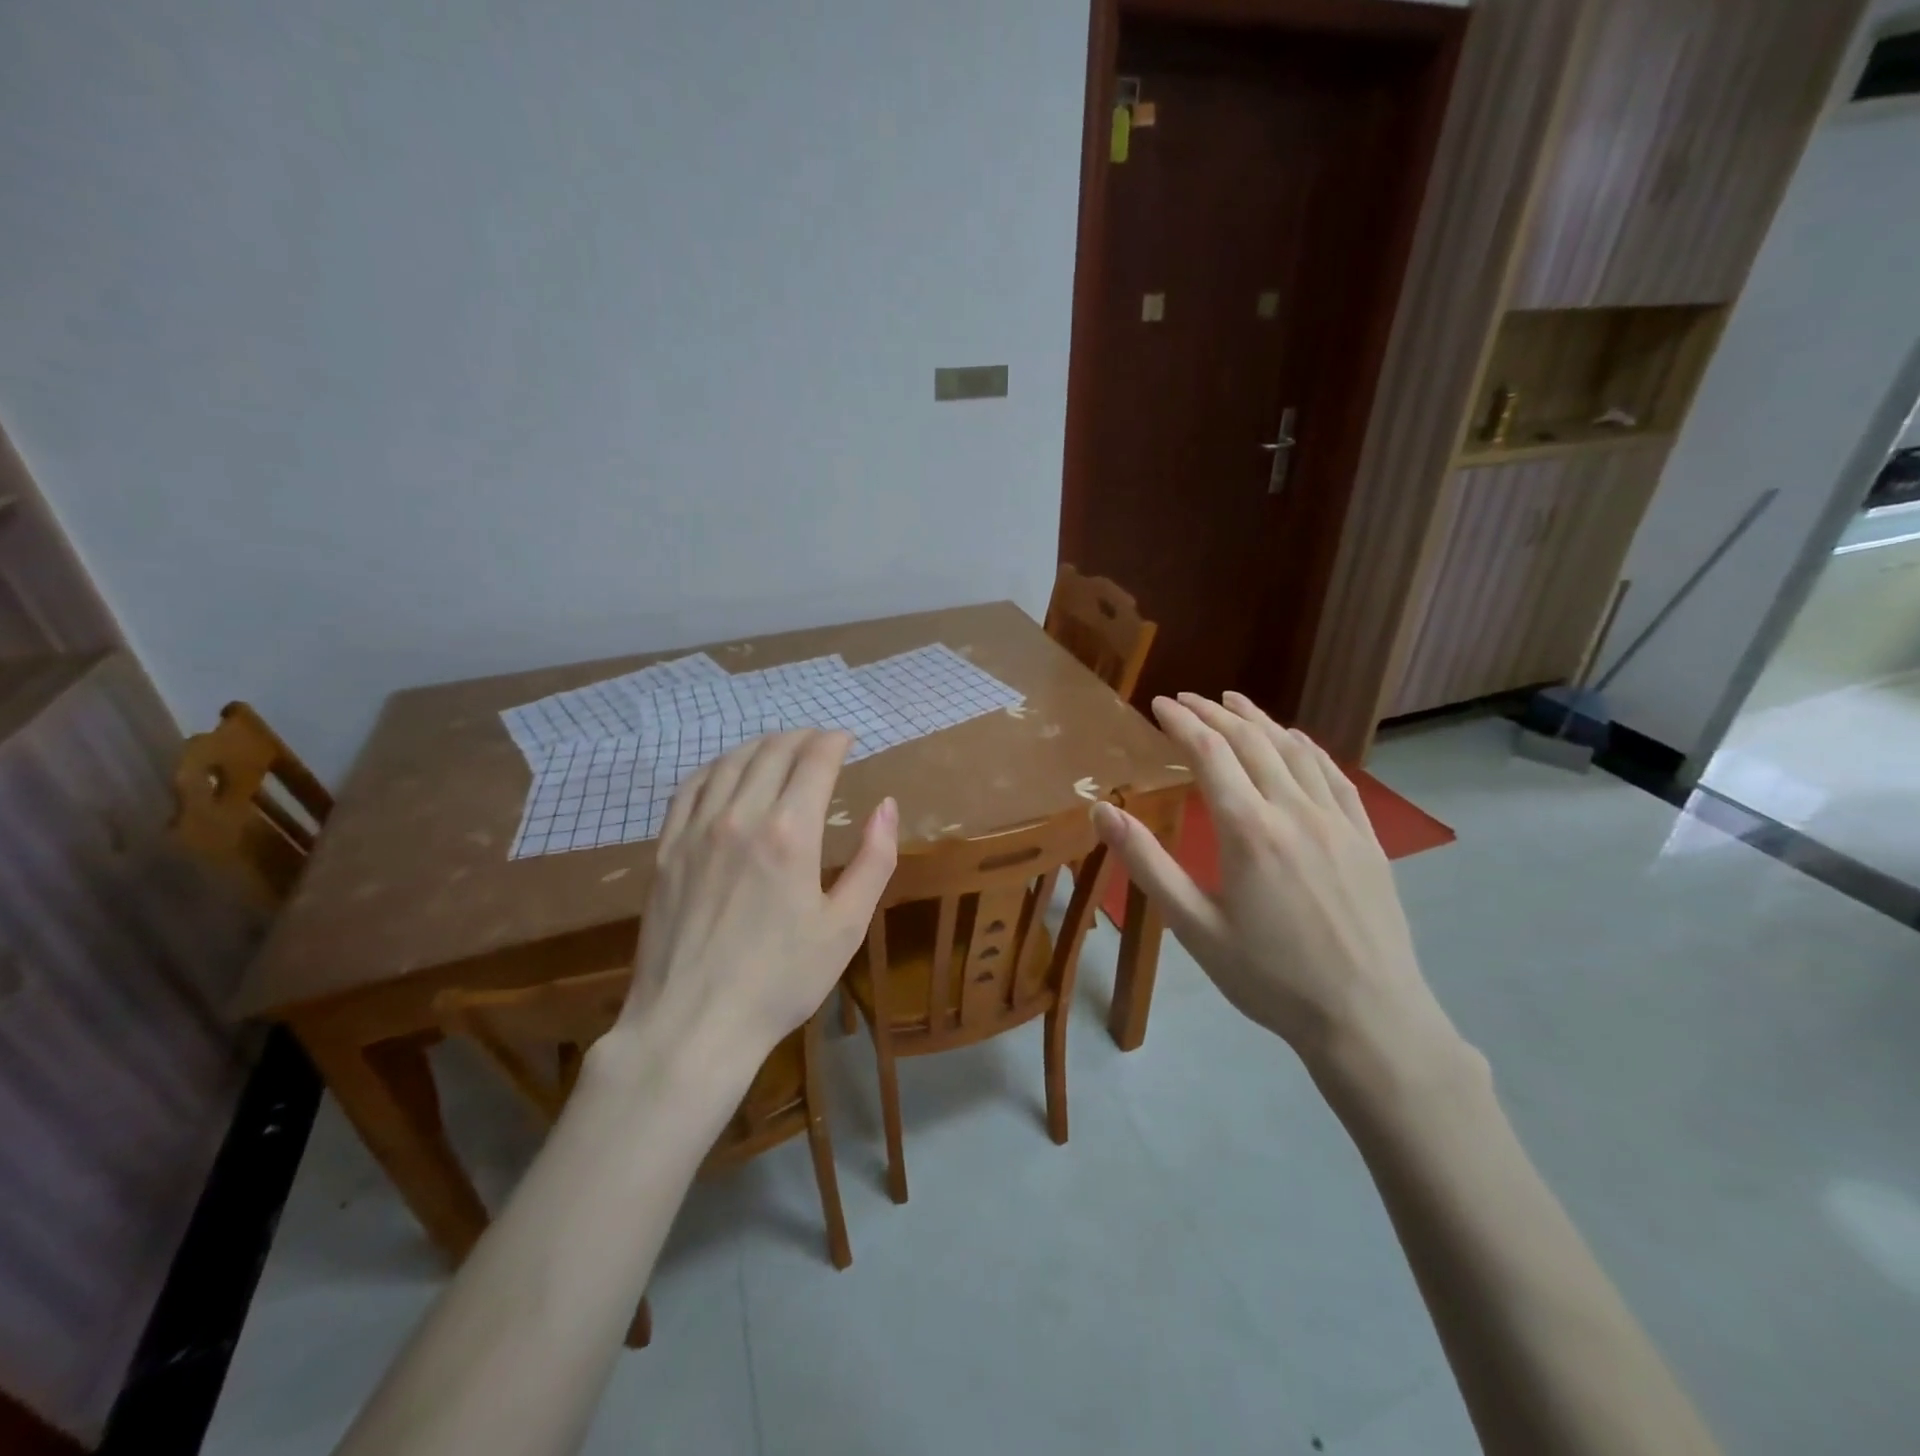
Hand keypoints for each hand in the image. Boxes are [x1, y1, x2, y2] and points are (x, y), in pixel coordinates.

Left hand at [618, 729, 897, 1070]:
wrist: (693, 1024)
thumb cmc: (781, 980)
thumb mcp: (846, 926)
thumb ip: (873, 860)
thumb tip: (886, 807)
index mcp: (790, 833)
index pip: (814, 761)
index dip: (834, 741)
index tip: (847, 739)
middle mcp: (740, 817)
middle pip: (772, 752)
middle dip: (801, 737)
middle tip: (819, 741)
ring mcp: (696, 831)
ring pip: (730, 763)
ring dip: (761, 745)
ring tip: (779, 747)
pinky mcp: (666, 850)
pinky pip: (690, 788)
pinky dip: (715, 767)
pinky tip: (726, 771)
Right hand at [1093, 692, 1459, 1076]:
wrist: (1367, 1018)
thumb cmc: (1269, 978)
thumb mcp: (1195, 927)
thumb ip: (1148, 864)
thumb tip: (1102, 811)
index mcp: (1249, 830)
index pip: (1210, 753)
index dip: (1182, 723)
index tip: (1159, 704)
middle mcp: (1294, 811)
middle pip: (1251, 742)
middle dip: (1215, 713)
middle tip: (1187, 699)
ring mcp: (1338, 821)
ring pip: (1295, 751)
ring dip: (1260, 720)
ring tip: (1234, 701)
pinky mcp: (1366, 837)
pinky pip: (1335, 776)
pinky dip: (1308, 748)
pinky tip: (1296, 740)